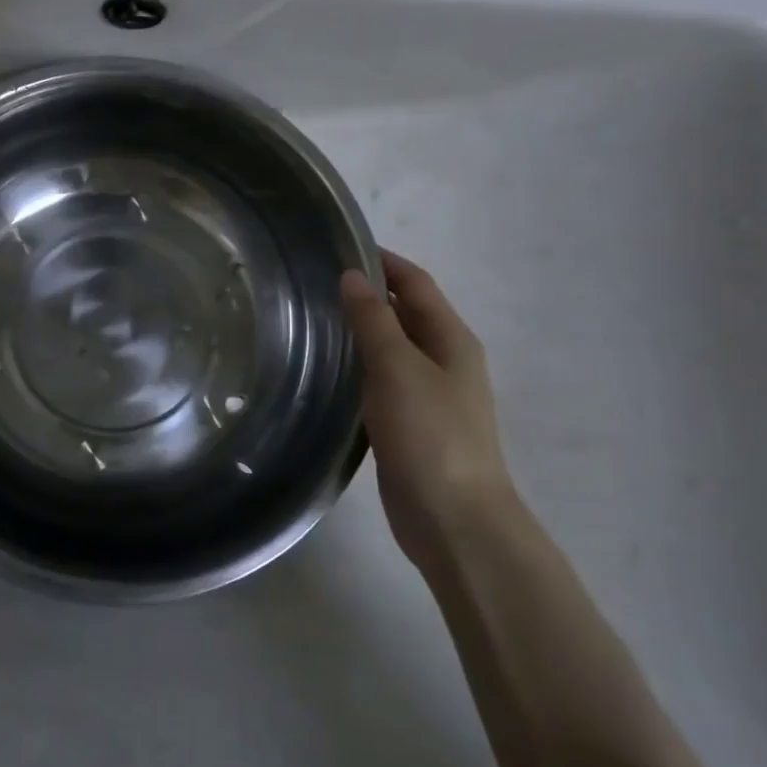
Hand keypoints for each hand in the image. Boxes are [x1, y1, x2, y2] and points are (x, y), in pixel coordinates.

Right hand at [340, 248, 515, 563]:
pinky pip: (383, 380)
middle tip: (316, 282)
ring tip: (313, 318)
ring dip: (362, 329)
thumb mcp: (398, 367)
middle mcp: (445, 360)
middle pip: (406, 312)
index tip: (340, 246)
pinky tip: (328, 369)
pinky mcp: (411, 424)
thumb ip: (374, 320)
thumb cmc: (430, 434)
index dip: (384, 261)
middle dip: (369, 292)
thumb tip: (353, 276)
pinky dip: (359, 365)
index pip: (416, 283)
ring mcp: (429, 395)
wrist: (454, 520)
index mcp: (451, 339)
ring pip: (392, 347)